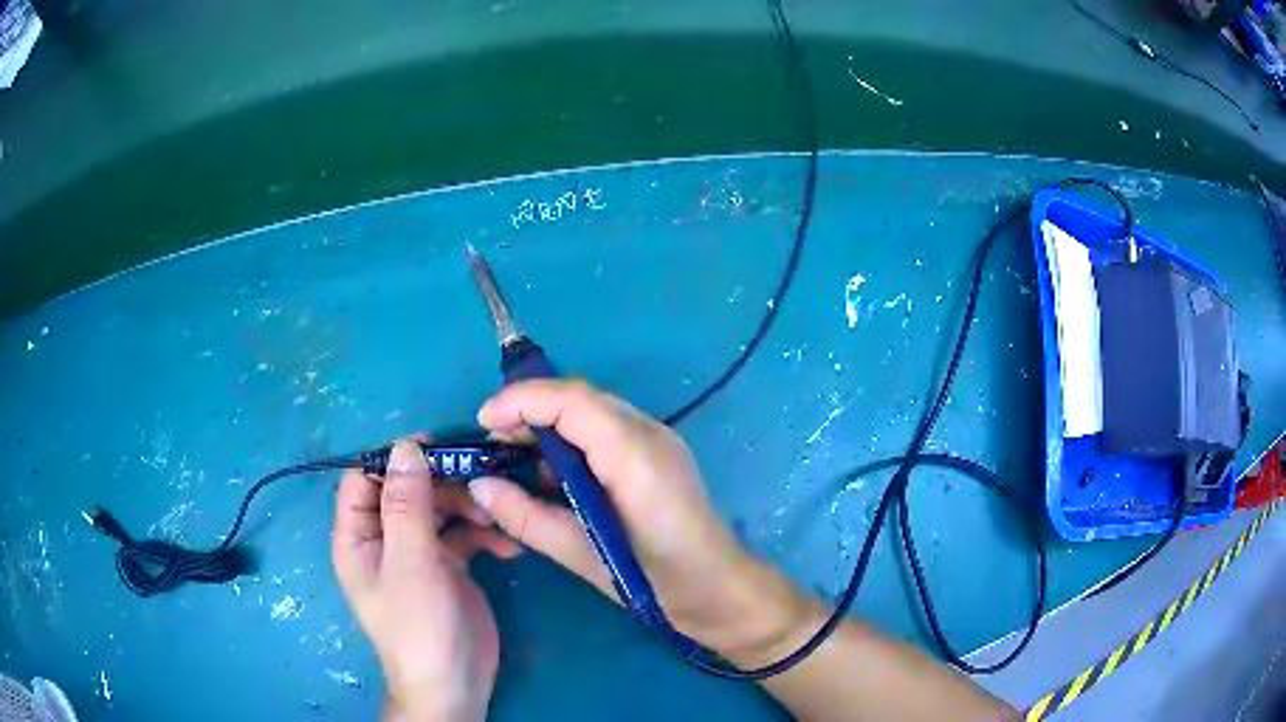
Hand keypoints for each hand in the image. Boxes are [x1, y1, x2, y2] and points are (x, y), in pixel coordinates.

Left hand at [331, 438, 520, 720]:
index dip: (392, 459)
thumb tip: (405, 445)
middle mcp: (385, 539)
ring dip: (468, 506)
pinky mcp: (450, 567)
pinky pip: (464, 536)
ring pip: (439, 509)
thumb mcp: (409, 560)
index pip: (363, 480)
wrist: (456, 681)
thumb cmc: (419, 623)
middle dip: (441, 483)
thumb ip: (406, 503)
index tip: (434, 446)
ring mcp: (419, 553)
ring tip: (496, 515)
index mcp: (359, 536)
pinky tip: (507, 546)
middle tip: (479, 477)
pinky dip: (484, 535)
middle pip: (407, 490)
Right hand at [469, 380, 813, 663]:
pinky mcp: (657, 454)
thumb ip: (527, 518)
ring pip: (591, 412)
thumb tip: (478, 486)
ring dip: (548, 425)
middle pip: (580, 399)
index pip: (572, 401)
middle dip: (529, 411)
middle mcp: (649, 433)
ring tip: (512, 458)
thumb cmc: (656, 581)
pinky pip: (605, 431)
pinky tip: (550, 473)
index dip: (522, 400)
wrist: (719, 591)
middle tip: (491, 446)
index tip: (482, 422)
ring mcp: (657, 441)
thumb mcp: (583, 555)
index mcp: (634, 456)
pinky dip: (570, 441)